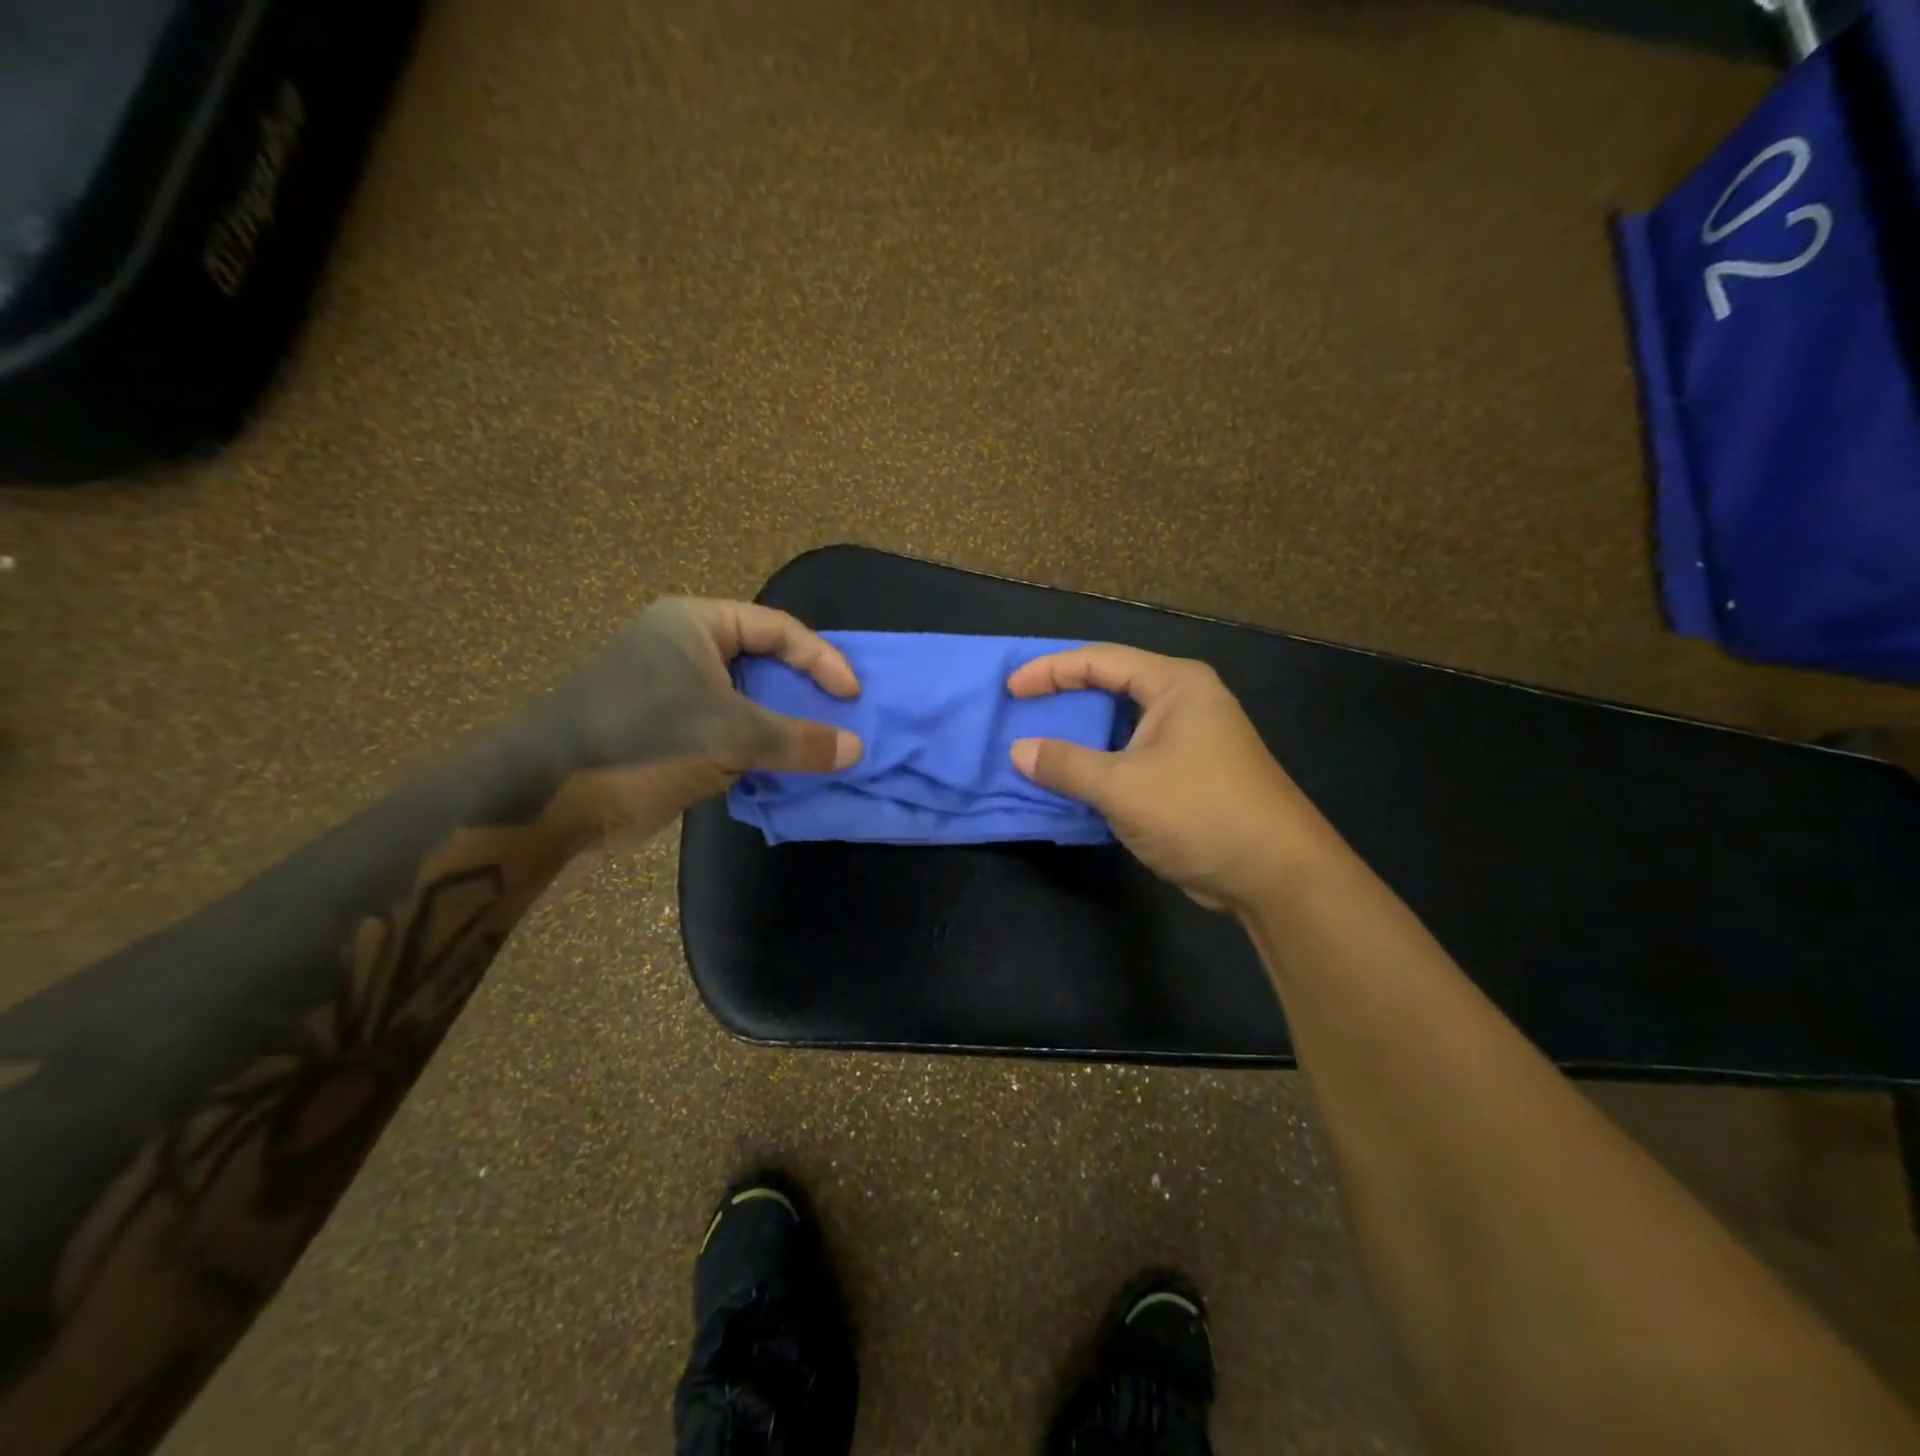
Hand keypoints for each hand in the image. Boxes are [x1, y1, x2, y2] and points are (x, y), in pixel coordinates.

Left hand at [541, 598, 861, 845]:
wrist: (551, 798)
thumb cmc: (645, 741)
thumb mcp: (731, 736)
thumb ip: (798, 741)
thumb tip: (857, 750)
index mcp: (695, 624)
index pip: (778, 629)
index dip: (822, 661)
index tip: (852, 697)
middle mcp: (683, 646)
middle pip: (764, 661)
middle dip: (804, 692)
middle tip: (840, 719)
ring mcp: (672, 688)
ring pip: (746, 699)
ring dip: (782, 723)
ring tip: (820, 745)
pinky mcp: (666, 727)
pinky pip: (727, 728)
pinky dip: (756, 745)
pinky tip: (782, 767)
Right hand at [1006, 645, 1331, 910]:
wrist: (1275, 874)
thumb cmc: (1199, 812)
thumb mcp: (1122, 786)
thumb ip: (1066, 765)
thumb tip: (1019, 751)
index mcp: (1175, 685)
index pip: (1100, 661)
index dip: (1051, 671)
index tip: (1012, 689)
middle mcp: (1185, 702)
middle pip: (1112, 686)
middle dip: (1065, 698)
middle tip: (1021, 711)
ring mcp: (1190, 739)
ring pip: (1121, 725)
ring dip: (1081, 736)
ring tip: (1038, 745)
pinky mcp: (1189, 774)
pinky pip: (1132, 756)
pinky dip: (1100, 763)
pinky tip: (1073, 779)